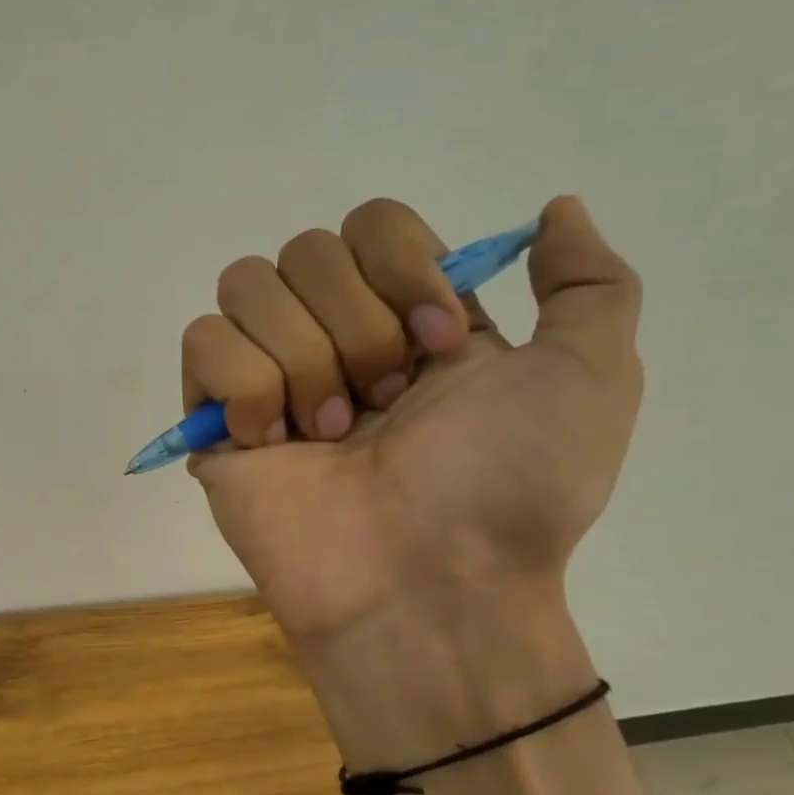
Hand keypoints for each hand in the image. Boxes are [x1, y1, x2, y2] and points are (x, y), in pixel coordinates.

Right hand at [183, 197, 650, 794]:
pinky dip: (245, 387)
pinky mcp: (214, 417)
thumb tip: (555, 208)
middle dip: (355, 327)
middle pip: (305, 249)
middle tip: (383, 406)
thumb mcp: (590, 378)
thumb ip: (589, 283)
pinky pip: (203, 341)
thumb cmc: (508, 488)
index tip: (439, 344)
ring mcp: (268, 375)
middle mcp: (334, 335)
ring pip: (247, 285)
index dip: (401, 267)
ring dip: (303, 360)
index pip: (372, 222)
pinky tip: (273, 442)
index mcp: (407, 317)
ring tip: (329, 435)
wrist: (427, 587)